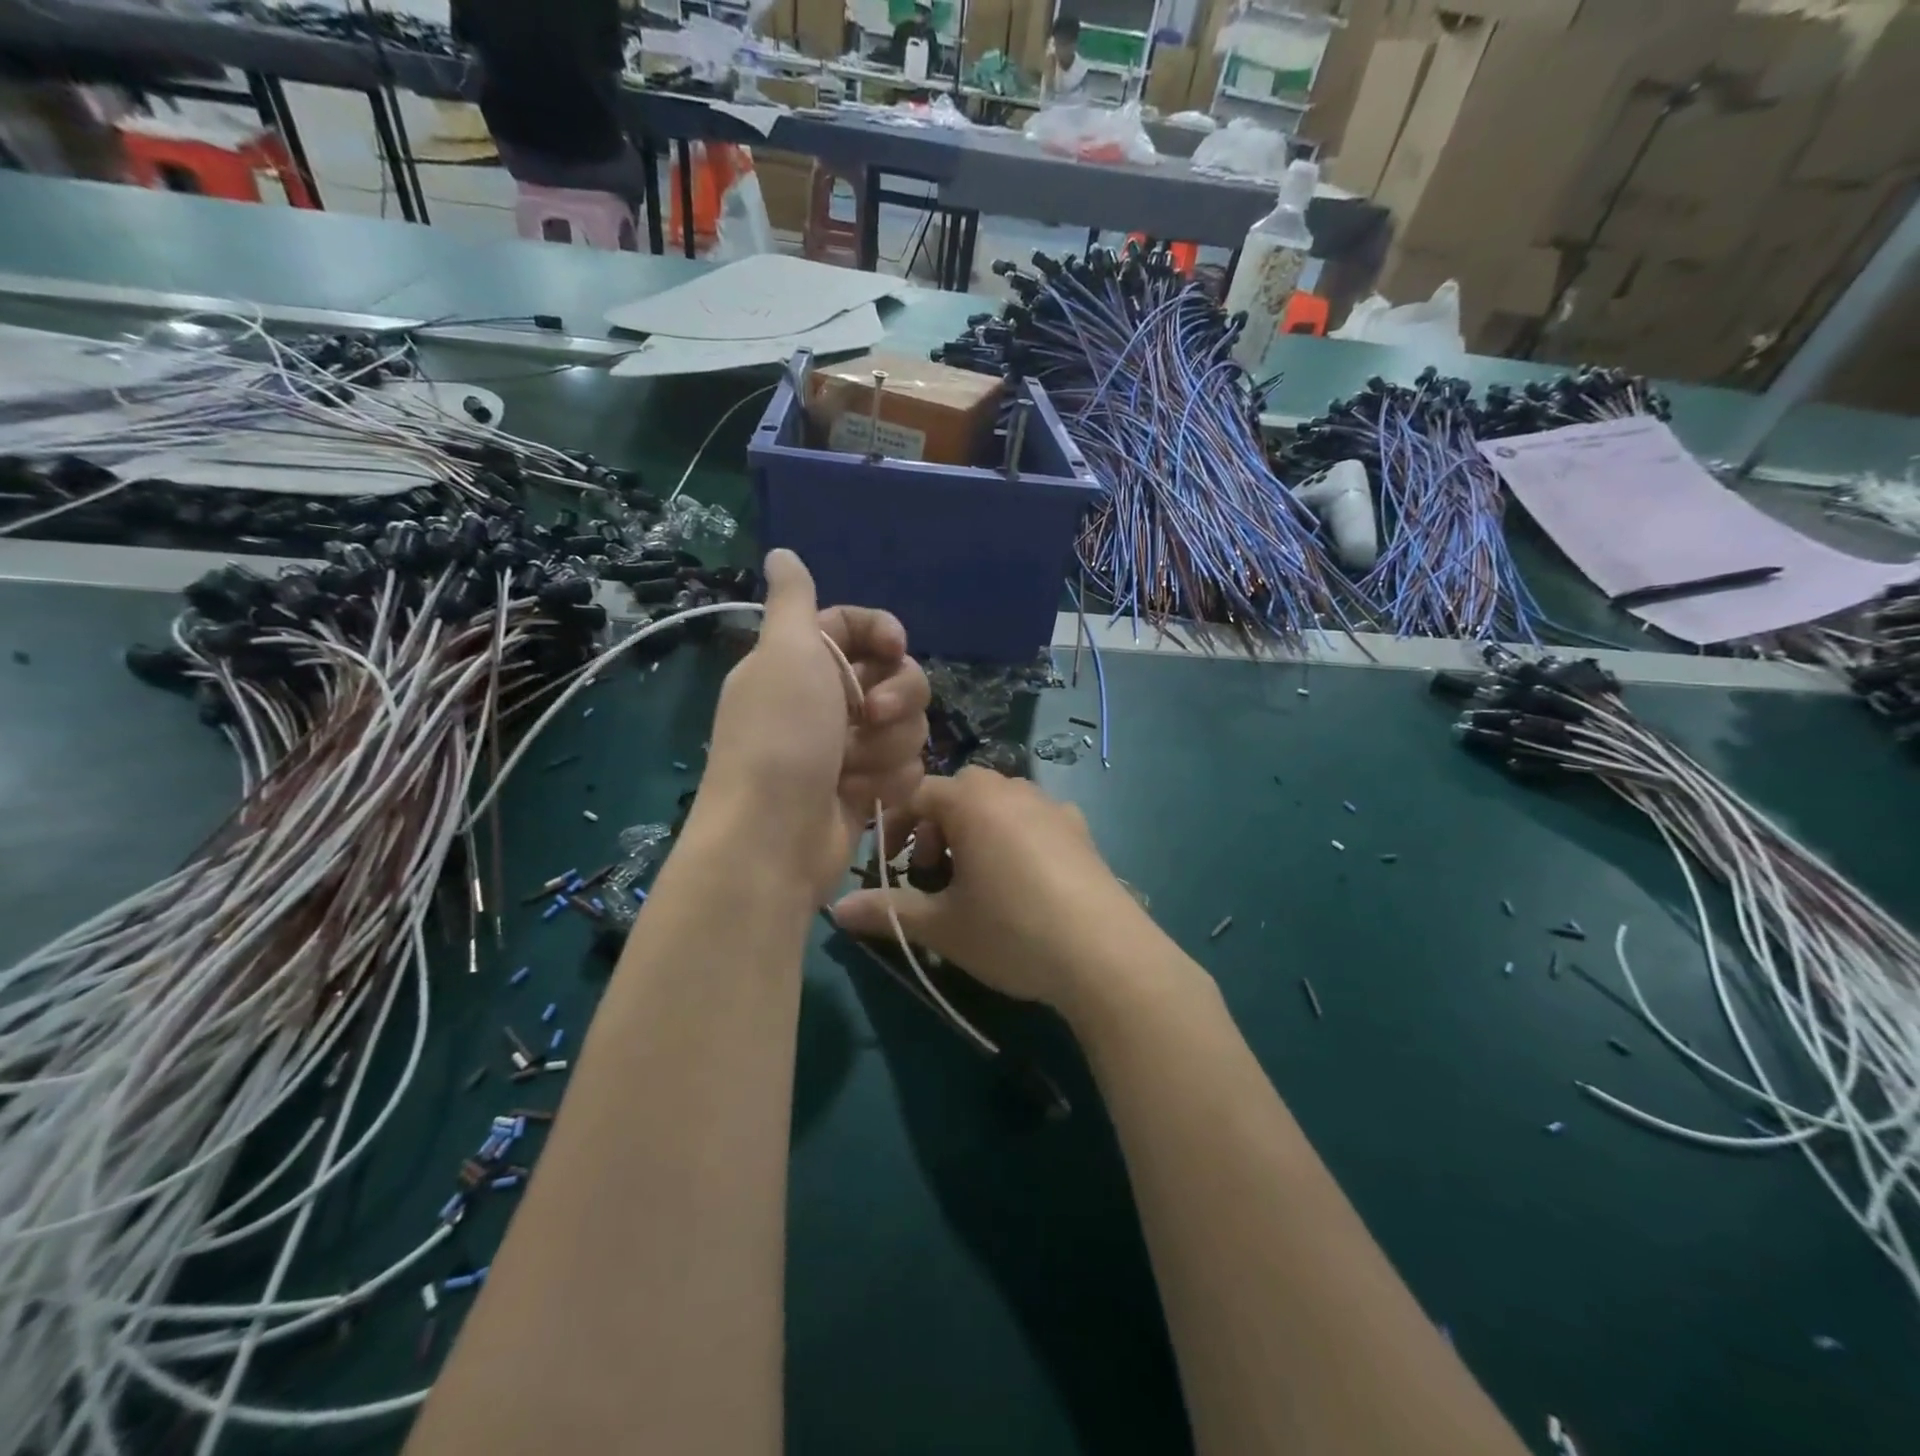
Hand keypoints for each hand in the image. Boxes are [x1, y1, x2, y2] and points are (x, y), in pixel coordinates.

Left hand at [702, 550, 929, 902]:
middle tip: (872, 716)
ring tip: (852, 769)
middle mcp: (825, 701)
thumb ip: (792, 600)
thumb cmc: (781, 738)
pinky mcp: (866, 788)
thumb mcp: (784, 655)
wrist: (775, 839)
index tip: (895, 647)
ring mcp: (847, 748)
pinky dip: (888, 781)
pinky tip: (861, 796)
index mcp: (801, 662)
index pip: (855, 627)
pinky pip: (907, 768)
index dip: (883, 632)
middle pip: (897, 676)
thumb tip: (780, 551)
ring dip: (887, 747)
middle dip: (897, 697)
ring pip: (908, 726)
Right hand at [830, 767, 1157, 1014]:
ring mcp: (1052, 806)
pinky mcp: (1081, 829)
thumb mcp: (942, 926)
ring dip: (975, 830)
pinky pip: (1034, 818)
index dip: (895, 828)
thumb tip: (835, 908)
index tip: (890, 868)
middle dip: (937, 829)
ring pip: (998, 803)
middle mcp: (1012, 789)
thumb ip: (888, 911)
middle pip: (959, 794)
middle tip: (934, 874)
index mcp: (972, 801)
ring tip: (976, 879)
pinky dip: (1015, 836)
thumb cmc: (1011, 930)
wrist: (1104, 954)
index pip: (917, 795)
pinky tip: (1023, 878)